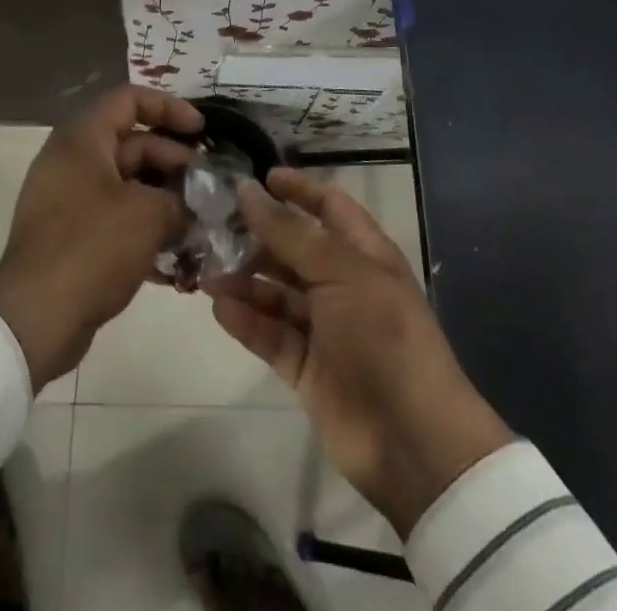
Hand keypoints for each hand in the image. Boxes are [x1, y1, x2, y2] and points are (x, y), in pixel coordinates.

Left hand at [0, 86, 201, 389]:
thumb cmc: (92, 247)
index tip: (201, 131)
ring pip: (128, 185)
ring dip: (165, 200)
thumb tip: (192, 204)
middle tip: (208, 187)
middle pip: (133, 143)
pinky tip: (178, 260)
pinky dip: (145, 230)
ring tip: (201, 223)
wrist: (34, 320)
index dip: (169, 107)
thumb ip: (179, 199)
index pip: (129, 99)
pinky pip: (116, 219)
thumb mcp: (148, 215)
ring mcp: (69, 200)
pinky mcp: (71, 238)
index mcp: (82, 138)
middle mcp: (72, 161)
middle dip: (175, 162)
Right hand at [208, 167, 514, 536]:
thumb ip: (290, 232)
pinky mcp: (305, 367)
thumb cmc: (382, 334)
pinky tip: (218, 306)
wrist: (410, 438)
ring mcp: (324, 327)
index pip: (329, 206)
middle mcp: (342, 284)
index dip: (297, 189)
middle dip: (257, 236)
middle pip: (294, 248)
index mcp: (364, 253)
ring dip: (244, 279)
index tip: (256, 177)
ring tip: (206, 270)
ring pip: (276, 292)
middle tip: (212, 225)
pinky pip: (269, 335)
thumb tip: (248, 190)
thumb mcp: (340, 270)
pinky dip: (245, 320)